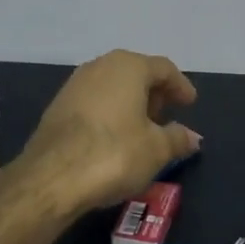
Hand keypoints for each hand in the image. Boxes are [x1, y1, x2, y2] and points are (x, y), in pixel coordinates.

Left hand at [19, 49, 201, 213]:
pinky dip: (110, 113)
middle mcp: (100, 66)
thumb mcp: (157, 149)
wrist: (51, 177)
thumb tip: (192, 137)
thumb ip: (178, 138)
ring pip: (112, 86)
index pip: (163, 68)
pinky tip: (114, 137)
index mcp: (129, 67)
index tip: (190, 103)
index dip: (180, 85)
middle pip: (136, 73)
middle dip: (154, 93)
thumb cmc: (114, 154)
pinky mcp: (57, 106)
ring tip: (142, 129)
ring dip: (130, 104)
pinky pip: (94, 102)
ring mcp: (74, 84)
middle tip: (166, 116)